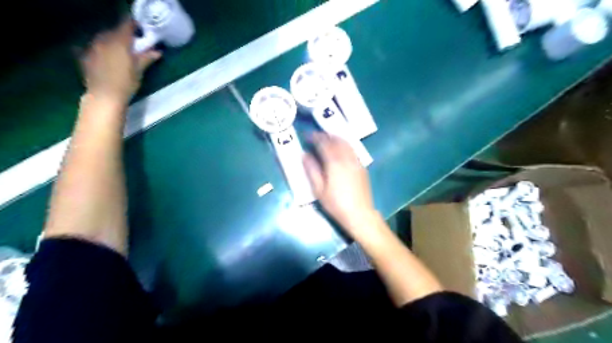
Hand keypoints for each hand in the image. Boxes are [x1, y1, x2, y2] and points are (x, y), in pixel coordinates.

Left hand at [80, 16, 161, 103]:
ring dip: (112, 40)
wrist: (105, 96)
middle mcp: (104, 41)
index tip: (140, 28)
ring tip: (120, 49)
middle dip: (123, 34)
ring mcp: (93, 47)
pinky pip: (95, 47)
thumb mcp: (139, 71)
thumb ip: (146, 58)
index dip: (133, 25)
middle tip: (133, 41)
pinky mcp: (86, 56)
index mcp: (119, 42)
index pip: (126, 26)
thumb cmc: (126, 84)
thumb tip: (157, 51)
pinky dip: (102, 48)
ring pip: (103, 38)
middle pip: (114, 31)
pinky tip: (106, 55)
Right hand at [302, 132, 377, 236]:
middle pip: (336, 140)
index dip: (315, 137)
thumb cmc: (336, 204)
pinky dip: (344, 145)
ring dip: (335, 138)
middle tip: (316, 136)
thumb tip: (304, 155)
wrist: (359, 214)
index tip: (307, 135)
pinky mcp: (362, 167)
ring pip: (346, 143)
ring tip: (327, 139)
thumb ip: (311, 170)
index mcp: (334, 162)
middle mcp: (347, 158)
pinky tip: (340, 150)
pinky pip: (352, 150)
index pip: (324, 143)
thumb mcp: (319, 189)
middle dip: (325, 136)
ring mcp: (356, 161)